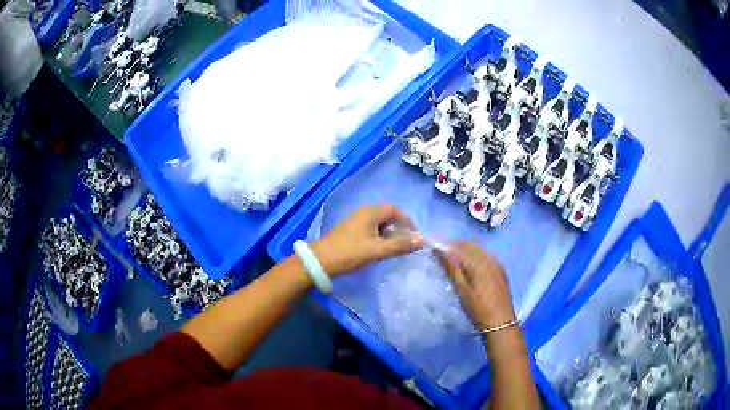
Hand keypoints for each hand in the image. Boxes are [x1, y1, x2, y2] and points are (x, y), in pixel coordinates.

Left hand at [311, 205, 422, 275]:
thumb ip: (400, 245)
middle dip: (399, 228)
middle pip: (387, 215)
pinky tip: (378, 249)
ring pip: (379, 223)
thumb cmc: (351, 253)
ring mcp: (355, 221)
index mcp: (370, 212)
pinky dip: (379, 237)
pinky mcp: (350, 230)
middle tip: (405, 243)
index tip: (414, 236)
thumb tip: (421, 240)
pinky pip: (370, 229)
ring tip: (393, 248)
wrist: (321, 261)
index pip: (395, 210)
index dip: (407, 221)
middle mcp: (363, 212)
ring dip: (389, 233)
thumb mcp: (378, 250)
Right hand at [438, 242, 515, 329]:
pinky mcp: (500, 270)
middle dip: (453, 247)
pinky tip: (468, 267)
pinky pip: (484, 256)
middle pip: (468, 245)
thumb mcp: (461, 289)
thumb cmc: (478, 308)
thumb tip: (438, 250)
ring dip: (463, 251)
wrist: (500, 322)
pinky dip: (473, 257)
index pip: (457, 246)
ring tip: (452, 261)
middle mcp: (488, 257)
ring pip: (477, 250)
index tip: (432, 251)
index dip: (444, 246)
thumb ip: (451, 268)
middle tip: (440, 257)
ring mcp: (496, 263)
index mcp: (478, 261)